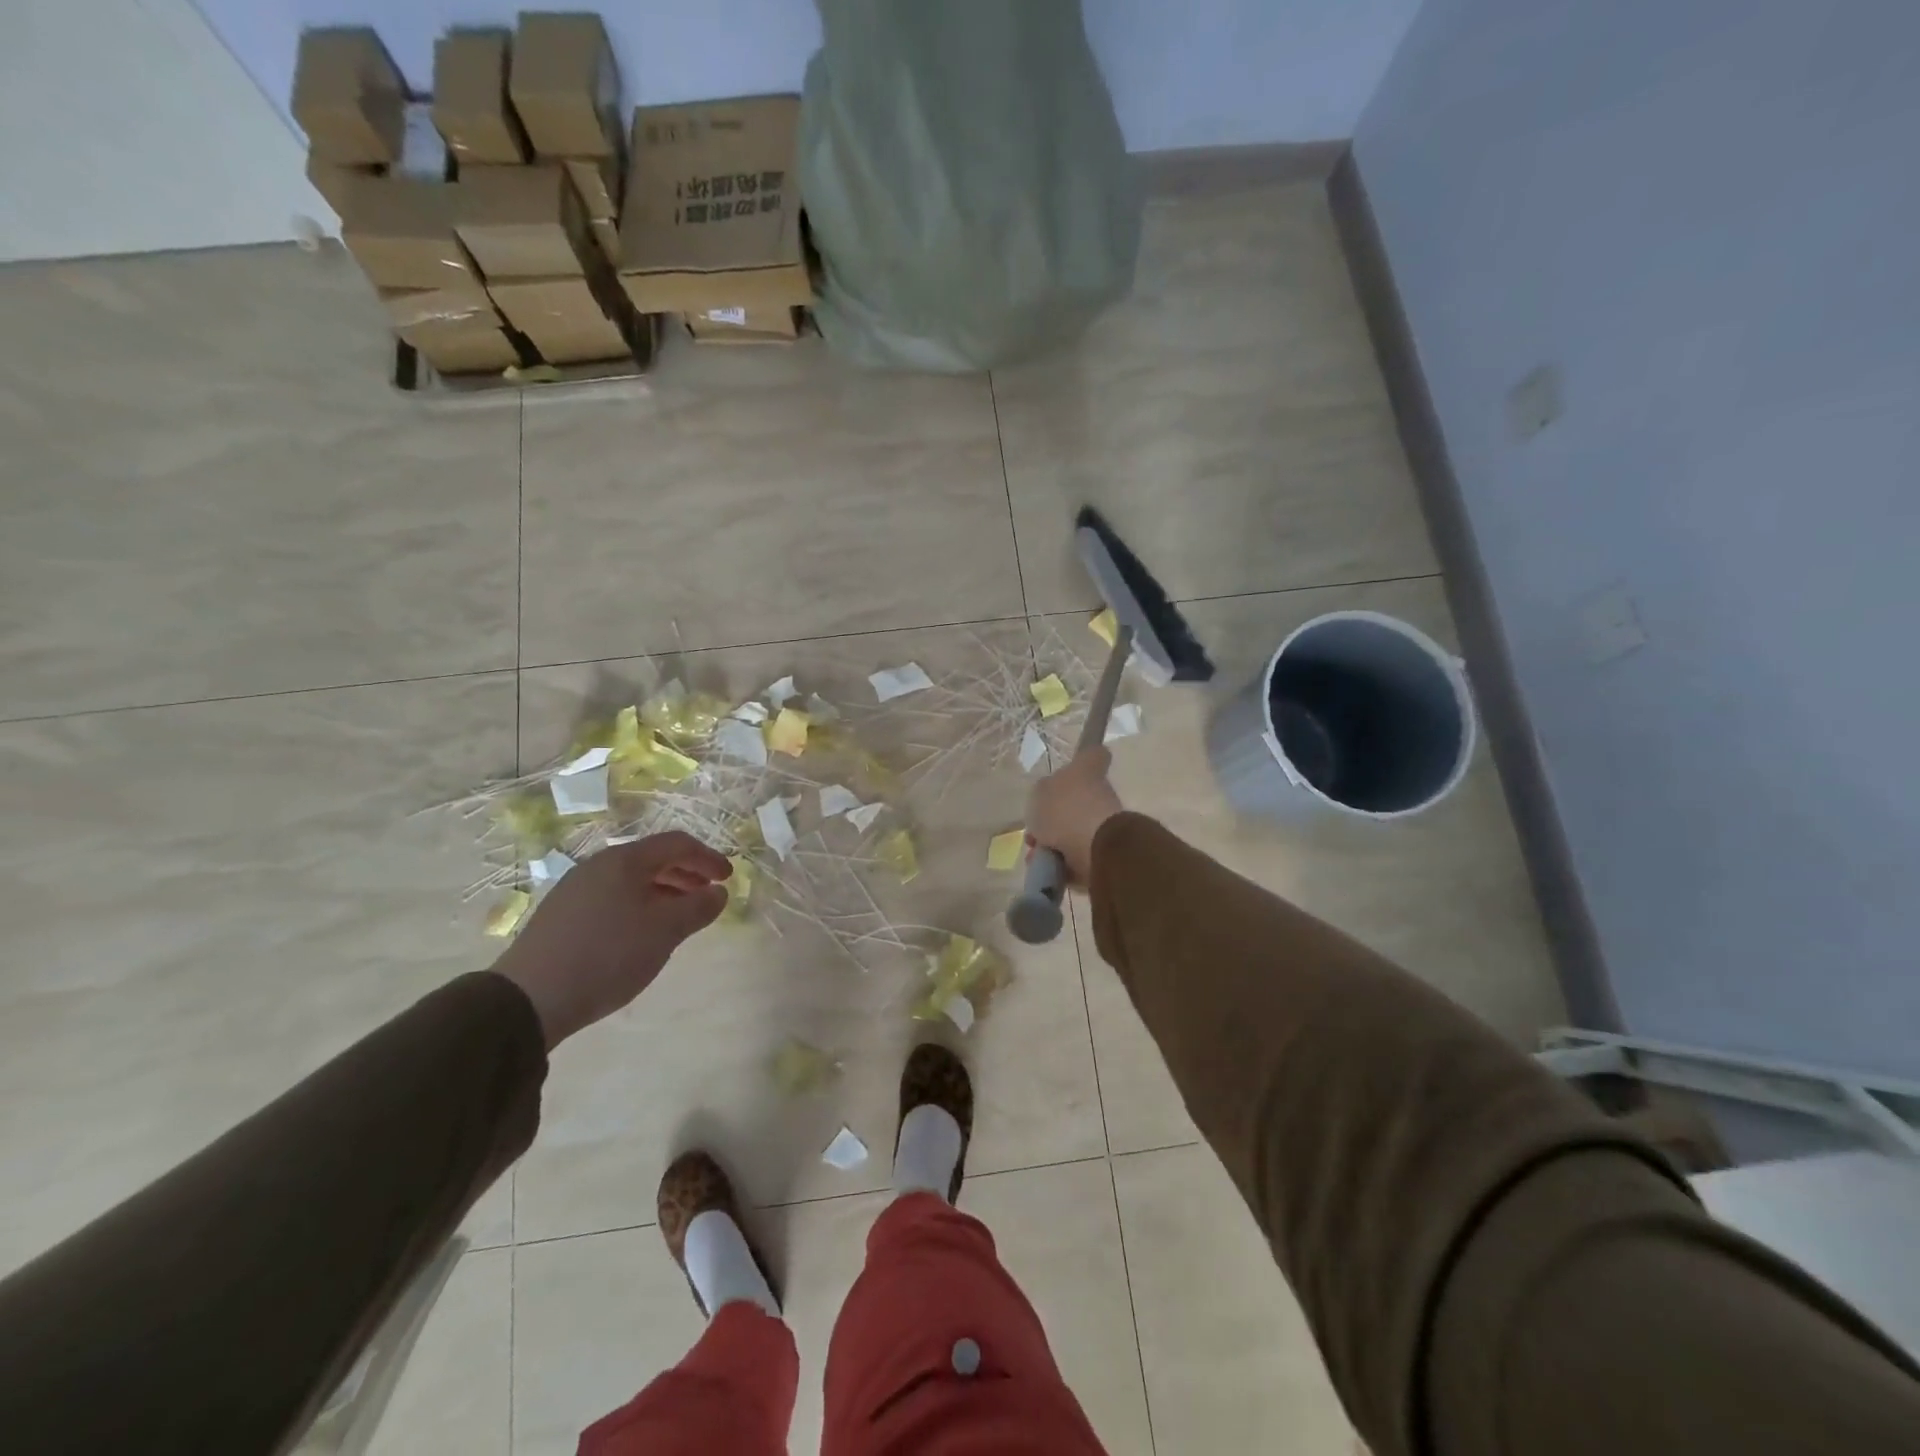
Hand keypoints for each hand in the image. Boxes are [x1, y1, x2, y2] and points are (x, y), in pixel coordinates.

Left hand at [492, 832, 730, 1048]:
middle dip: (686, 874)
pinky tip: (642, 932)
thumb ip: (698, 907)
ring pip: (631, 879)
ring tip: (680, 916)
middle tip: (708, 896)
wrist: (529, 999)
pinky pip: (612, 896)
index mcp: (624, 860)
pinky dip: (639, 904)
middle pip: (652, 858)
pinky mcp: (562, 914)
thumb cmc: (608, 955)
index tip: (728, 878)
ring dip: (663, 891)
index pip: (677, 844)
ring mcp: (576, 889)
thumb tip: (719, 892)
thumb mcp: (665, 932)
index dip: (708, 858)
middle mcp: (598, 865)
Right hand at [1027, 747, 1124, 886]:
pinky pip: (1077, 856)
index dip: (1084, 758)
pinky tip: (1045, 868)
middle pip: (1077, 799)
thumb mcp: (1041, 793)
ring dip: (1054, 843)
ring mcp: (1105, 824)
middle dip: (1053, 817)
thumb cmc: (1066, 810)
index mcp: (1088, 772)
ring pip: (1074, 830)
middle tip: (1034, 830)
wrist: (1096, 850)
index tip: (1073, 766)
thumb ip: (1043, 792)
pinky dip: (1061, 862)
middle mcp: (1100, 794)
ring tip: (1036, 855)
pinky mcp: (1105, 852)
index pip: (1093, 754)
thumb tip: (1049, 797)